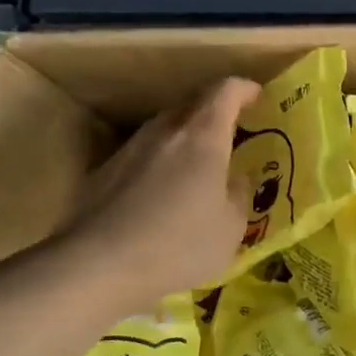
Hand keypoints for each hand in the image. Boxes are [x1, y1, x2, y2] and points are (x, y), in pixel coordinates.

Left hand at [69, 77, 260, 307]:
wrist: (98, 266)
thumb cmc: (180, 245)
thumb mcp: (230, 228)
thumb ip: (238, 195)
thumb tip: (235, 179)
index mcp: (202, 138)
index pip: (225, 92)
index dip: (243, 89)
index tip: (256, 96)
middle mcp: (164, 132)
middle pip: (191, 105)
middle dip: (213, 113)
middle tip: (229, 134)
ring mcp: (128, 150)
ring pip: (163, 131)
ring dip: (183, 139)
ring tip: (196, 167)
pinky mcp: (102, 173)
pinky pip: (140, 157)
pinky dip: (158, 165)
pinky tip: (160, 197)